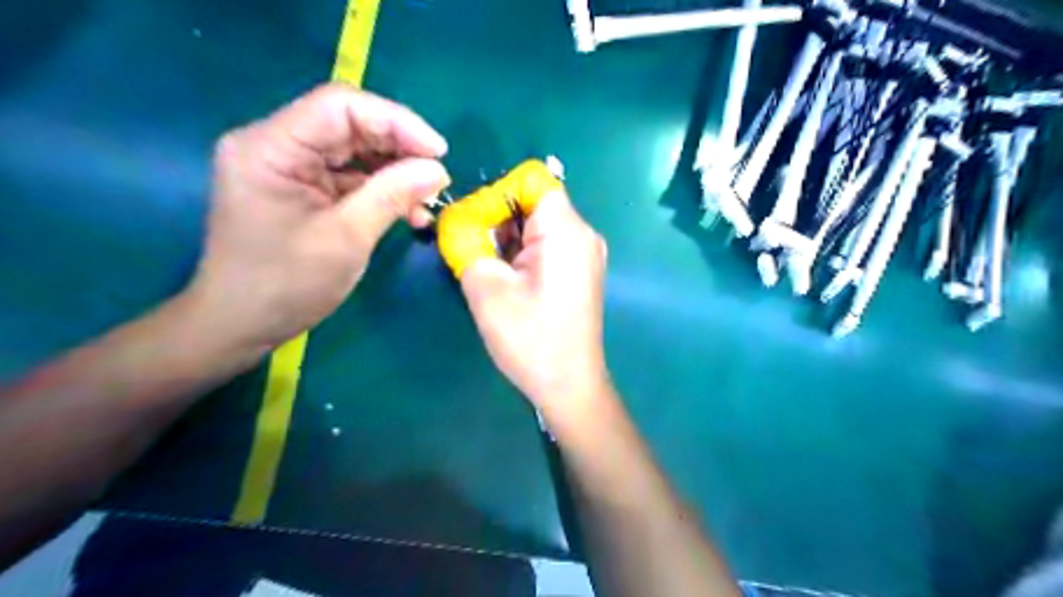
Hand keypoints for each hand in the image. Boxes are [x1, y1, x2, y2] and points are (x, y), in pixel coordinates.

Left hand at [189, 85, 449, 353]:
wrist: (241, 325)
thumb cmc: (286, 285)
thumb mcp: (346, 239)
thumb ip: (392, 196)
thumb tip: (438, 170)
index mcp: (270, 147)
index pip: (340, 107)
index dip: (396, 121)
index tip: (439, 152)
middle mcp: (275, 145)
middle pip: (349, 125)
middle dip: (400, 148)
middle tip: (438, 177)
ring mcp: (288, 167)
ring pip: (354, 151)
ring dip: (396, 172)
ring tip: (427, 200)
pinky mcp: (301, 188)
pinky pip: (349, 176)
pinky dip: (382, 190)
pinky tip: (409, 212)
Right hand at [461, 190, 609, 416]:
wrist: (569, 386)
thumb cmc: (530, 339)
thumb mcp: (486, 287)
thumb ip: (465, 242)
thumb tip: (453, 219)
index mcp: (566, 230)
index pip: (530, 178)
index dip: (496, 193)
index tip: (475, 226)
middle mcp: (582, 233)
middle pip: (533, 200)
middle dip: (497, 218)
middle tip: (473, 251)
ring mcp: (584, 253)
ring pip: (537, 224)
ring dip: (506, 239)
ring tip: (488, 271)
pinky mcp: (579, 271)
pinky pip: (546, 245)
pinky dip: (521, 253)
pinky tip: (507, 281)